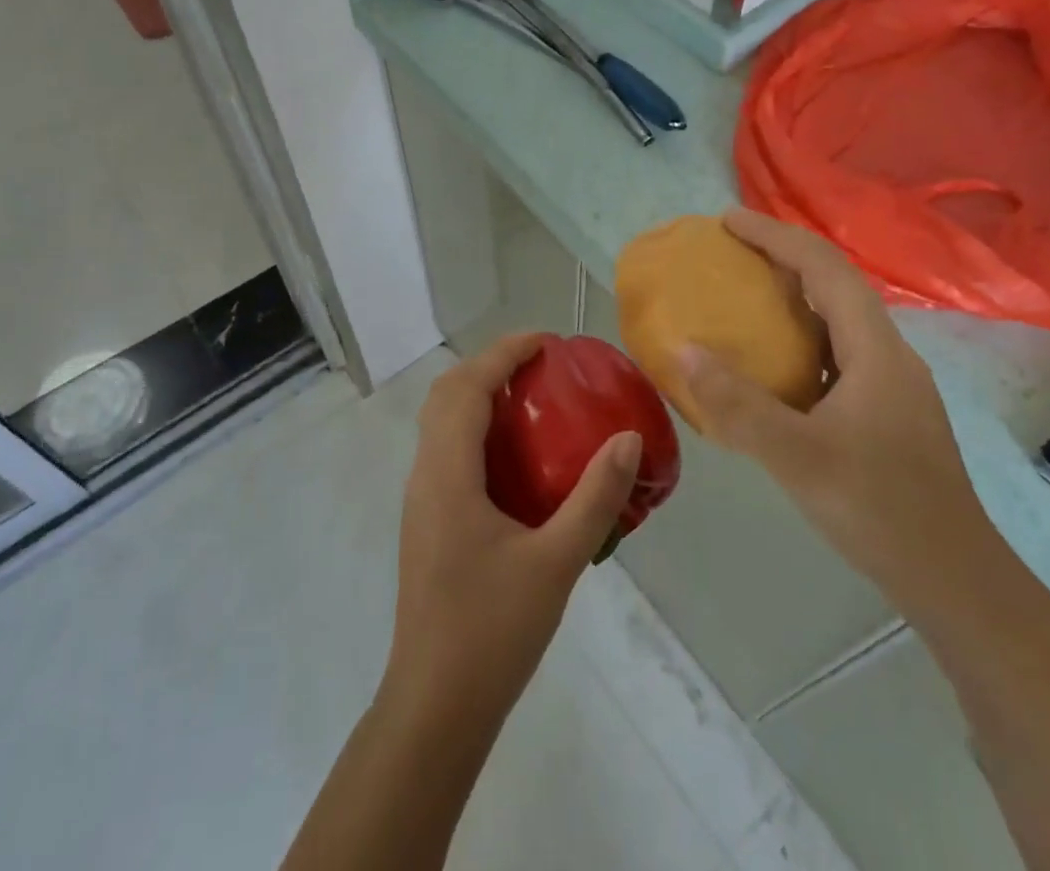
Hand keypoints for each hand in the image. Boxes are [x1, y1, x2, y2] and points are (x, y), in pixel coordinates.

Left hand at [382, 334, 642, 723]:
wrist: (434, 708)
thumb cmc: (492, 631)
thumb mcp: (556, 562)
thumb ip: (594, 498)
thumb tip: (628, 439)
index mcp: (447, 473)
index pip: (468, 387)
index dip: (504, 353)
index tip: (546, 342)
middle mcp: (425, 475)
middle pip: (446, 394)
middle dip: (490, 366)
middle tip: (541, 366)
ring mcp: (421, 500)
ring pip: (441, 422)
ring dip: (479, 395)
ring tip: (532, 400)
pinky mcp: (427, 522)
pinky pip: (447, 450)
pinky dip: (476, 428)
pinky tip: (516, 459)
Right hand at [682, 209, 992, 604]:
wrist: (955, 579)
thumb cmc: (879, 509)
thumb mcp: (797, 457)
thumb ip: (737, 404)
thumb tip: (683, 349)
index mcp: (874, 348)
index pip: (823, 267)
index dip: (775, 235)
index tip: (727, 221)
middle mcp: (888, 353)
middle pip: (834, 283)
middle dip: (782, 255)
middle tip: (730, 250)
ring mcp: (891, 382)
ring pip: (837, 318)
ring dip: (792, 294)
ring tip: (745, 293)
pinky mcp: (886, 409)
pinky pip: (837, 350)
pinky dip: (801, 336)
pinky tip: (774, 363)